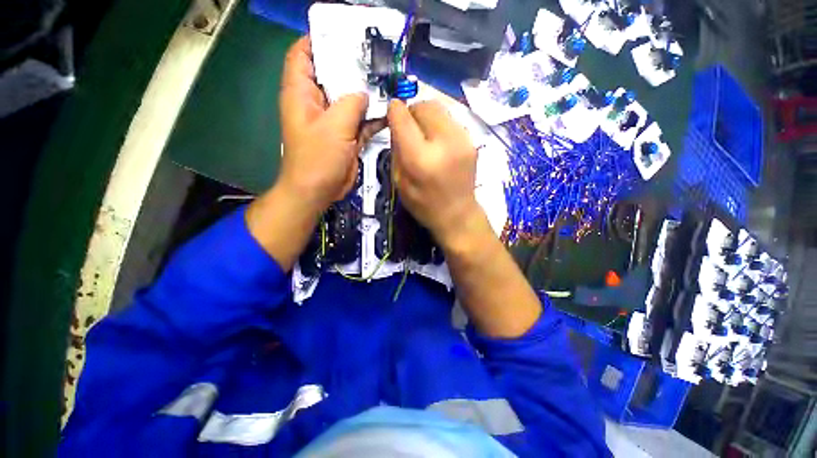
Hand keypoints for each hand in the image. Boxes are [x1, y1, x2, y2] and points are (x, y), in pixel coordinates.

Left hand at [278, 37, 383, 212]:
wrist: (319, 191)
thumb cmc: (318, 159)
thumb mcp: (334, 127)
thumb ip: (351, 104)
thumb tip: (364, 92)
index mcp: (302, 93)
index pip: (303, 54)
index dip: (318, 40)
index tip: (343, 34)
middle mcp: (317, 103)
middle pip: (333, 74)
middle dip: (352, 65)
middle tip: (377, 57)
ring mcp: (334, 120)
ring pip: (351, 98)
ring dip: (367, 92)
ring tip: (388, 80)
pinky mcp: (346, 136)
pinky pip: (361, 120)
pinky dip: (373, 116)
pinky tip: (388, 110)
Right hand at [387, 99, 482, 245]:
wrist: (458, 215)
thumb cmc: (424, 205)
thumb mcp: (400, 182)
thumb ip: (396, 150)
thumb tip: (396, 124)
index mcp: (420, 159)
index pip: (403, 118)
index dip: (394, 110)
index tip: (391, 114)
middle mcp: (443, 144)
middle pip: (424, 105)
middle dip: (411, 111)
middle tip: (407, 126)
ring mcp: (462, 140)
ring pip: (439, 108)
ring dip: (426, 115)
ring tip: (423, 134)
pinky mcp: (471, 140)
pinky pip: (450, 119)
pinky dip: (439, 123)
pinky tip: (437, 141)